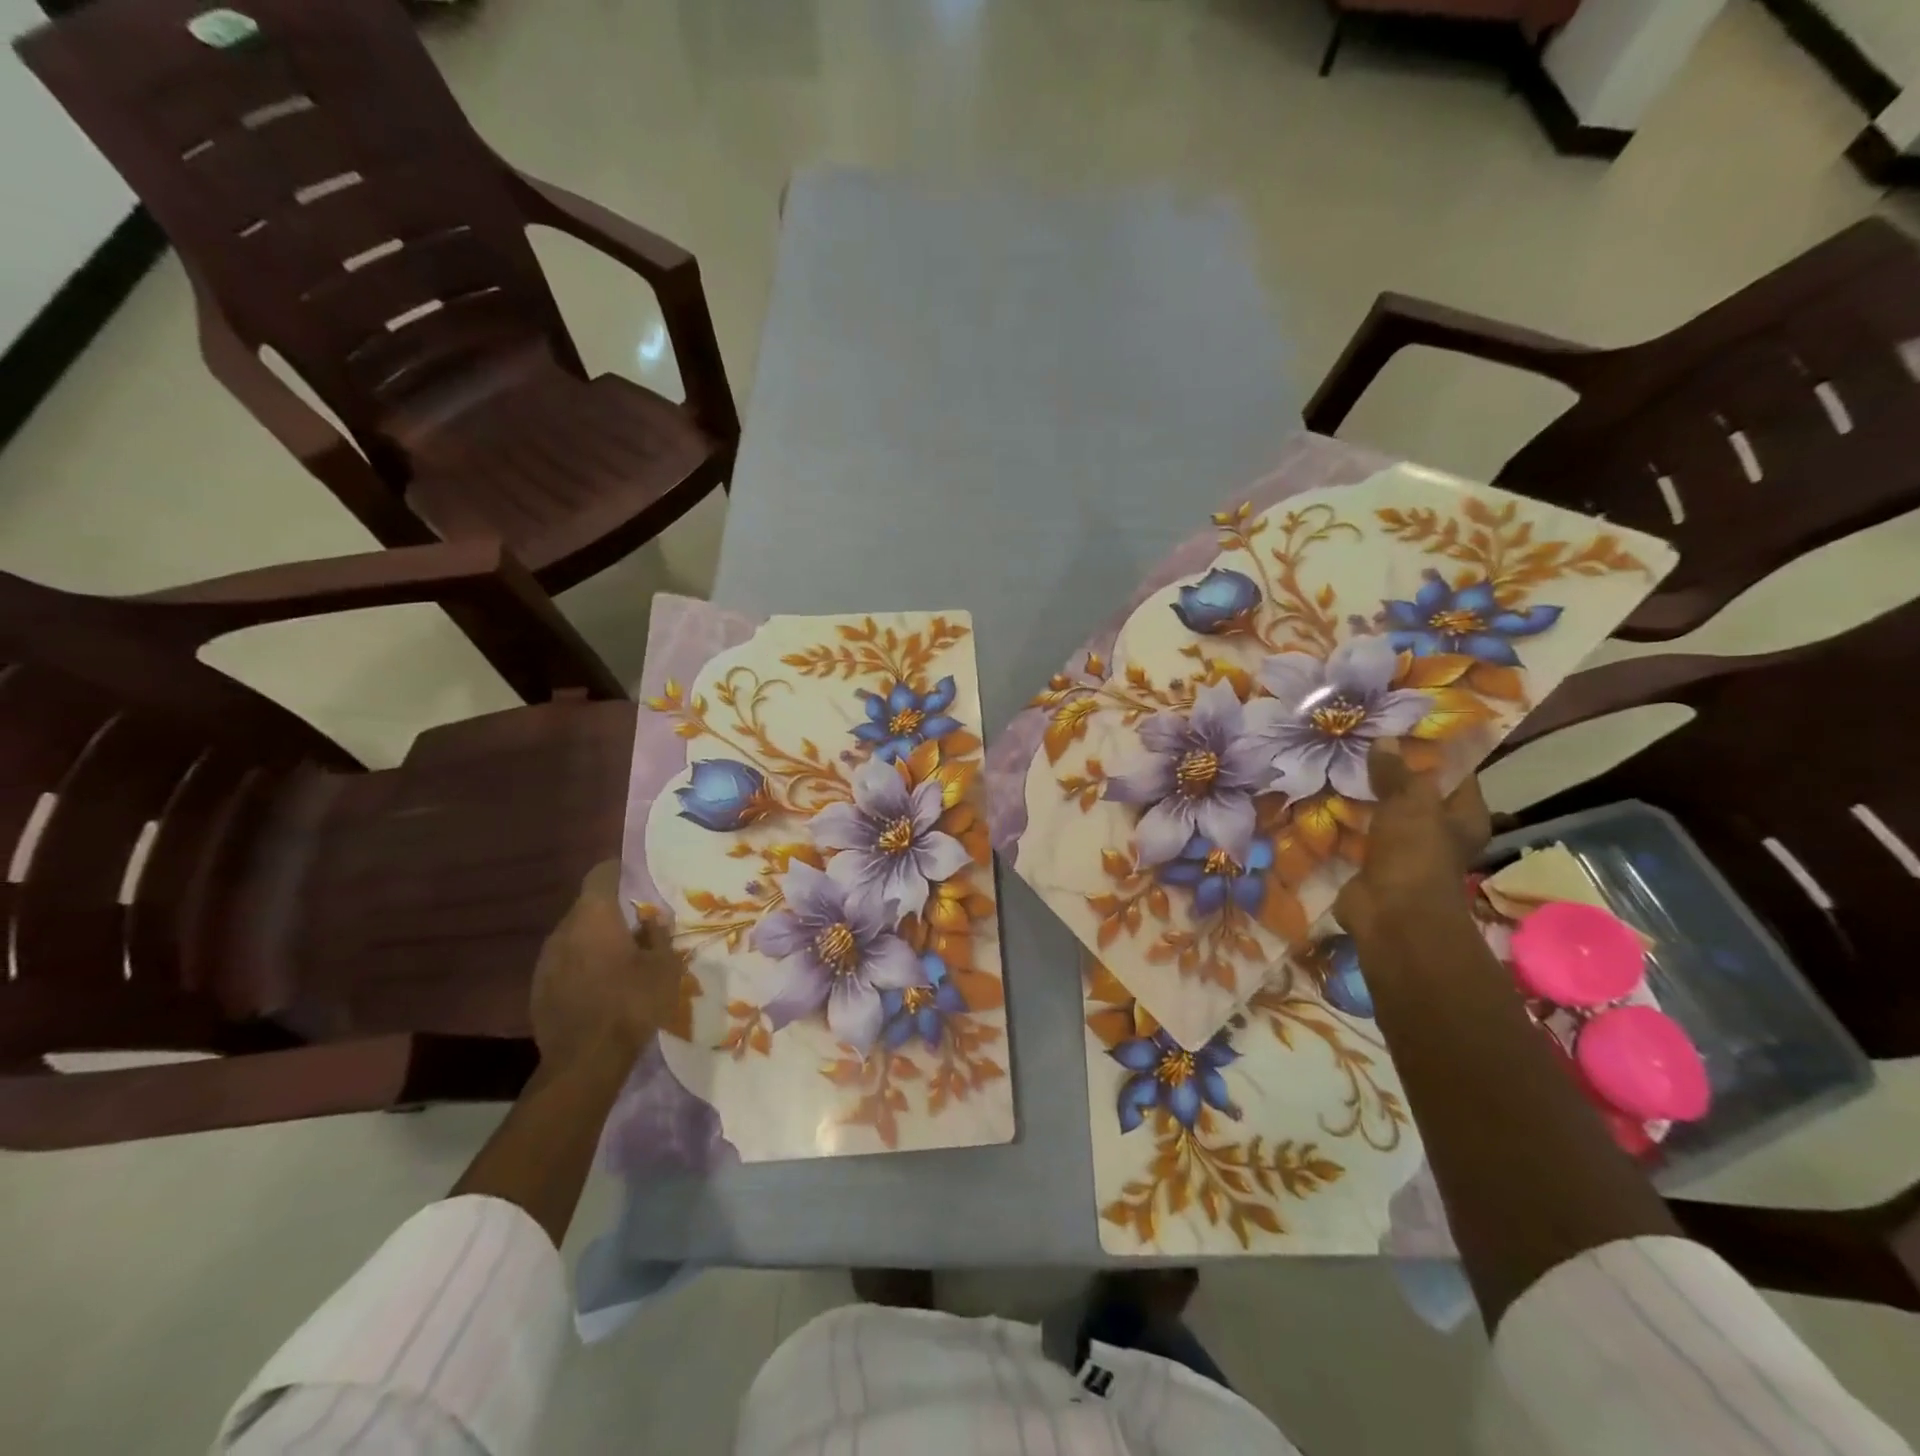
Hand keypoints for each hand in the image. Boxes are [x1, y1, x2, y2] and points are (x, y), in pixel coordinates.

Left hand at [530, 861, 685, 1069]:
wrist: (585, 1061)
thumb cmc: (632, 1003)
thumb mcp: (664, 966)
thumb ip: (659, 935)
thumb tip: (653, 918)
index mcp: (595, 916)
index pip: (601, 874)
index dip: (618, 871)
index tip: (636, 878)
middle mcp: (564, 930)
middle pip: (586, 906)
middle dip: (610, 911)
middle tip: (636, 924)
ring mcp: (545, 960)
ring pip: (574, 936)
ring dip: (594, 940)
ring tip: (620, 957)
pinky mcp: (537, 988)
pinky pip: (563, 963)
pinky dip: (581, 965)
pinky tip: (600, 985)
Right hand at [1334, 740, 1489, 938]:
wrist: (1390, 912)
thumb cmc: (1415, 853)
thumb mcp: (1410, 802)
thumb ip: (1396, 772)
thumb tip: (1384, 740)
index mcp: (1465, 818)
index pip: (1455, 776)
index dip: (1433, 754)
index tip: (1403, 731)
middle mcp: (1441, 834)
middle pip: (1418, 796)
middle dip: (1393, 777)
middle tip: (1364, 749)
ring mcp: (1407, 852)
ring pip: (1387, 816)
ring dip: (1368, 801)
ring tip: (1342, 770)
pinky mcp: (1376, 865)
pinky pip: (1362, 836)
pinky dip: (1349, 823)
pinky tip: (1329, 802)